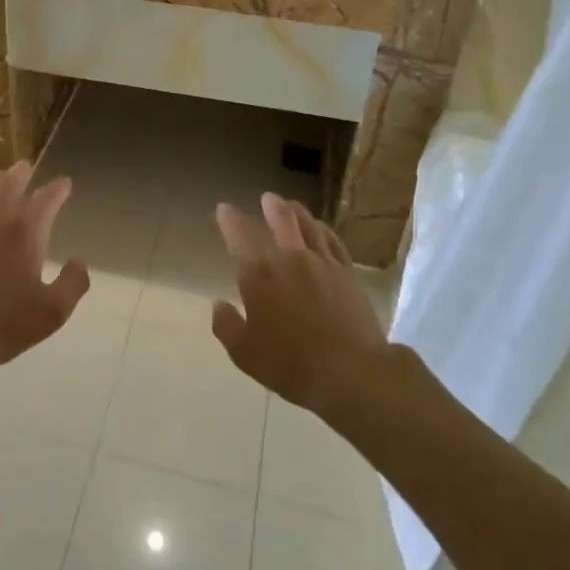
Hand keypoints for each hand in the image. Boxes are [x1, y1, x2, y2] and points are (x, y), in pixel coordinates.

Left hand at [0, 162, 89, 378]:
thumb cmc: (3, 323)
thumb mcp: (52, 312)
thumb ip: (73, 284)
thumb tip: (79, 263)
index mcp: (25, 232)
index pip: (46, 199)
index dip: (57, 189)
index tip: (64, 183)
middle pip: (8, 184)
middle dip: (20, 173)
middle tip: (26, 167)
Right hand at [210, 193, 385, 414]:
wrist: (351, 371)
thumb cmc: (291, 364)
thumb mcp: (245, 353)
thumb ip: (226, 326)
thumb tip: (218, 305)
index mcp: (259, 274)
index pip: (239, 235)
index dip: (229, 219)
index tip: (223, 208)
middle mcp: (289, 258)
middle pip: (281, 218)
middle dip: (271, 205)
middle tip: (266, 198)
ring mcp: (322, 262)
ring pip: (308, 224)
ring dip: (297, 211)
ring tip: (292, 205)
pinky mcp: (347, 272)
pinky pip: (333, 241)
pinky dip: (323, 229)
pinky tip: (321, 229)